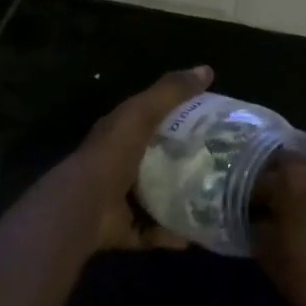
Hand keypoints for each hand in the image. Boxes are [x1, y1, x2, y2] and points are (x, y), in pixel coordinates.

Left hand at [70, 66, 213, 251]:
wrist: (85, 206)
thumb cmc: (113, 154)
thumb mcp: (142, 113)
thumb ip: (170, 92)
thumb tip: (206, 69)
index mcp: (121, 133)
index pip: (153, 120)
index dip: (180, 118)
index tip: (214, 122)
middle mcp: (120, 163)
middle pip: (157, 160)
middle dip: (185, 162)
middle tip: (220, 164)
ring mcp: (120, 198)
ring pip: (156, 197)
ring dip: (180, 200)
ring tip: (213, 201)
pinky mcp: (123, 228)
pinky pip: (152, 231)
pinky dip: (170, 234)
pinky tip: (195, 235)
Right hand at [253, 154, 305, 305]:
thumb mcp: (270, 256)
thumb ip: (256, 225)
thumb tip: (255, 214)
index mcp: (290, 178)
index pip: (255, 177)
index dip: (245, 195)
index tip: (241, 211)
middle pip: (283, 162)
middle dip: (271, 178)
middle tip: (263, 204)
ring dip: (296, 180)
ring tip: (288, 207)